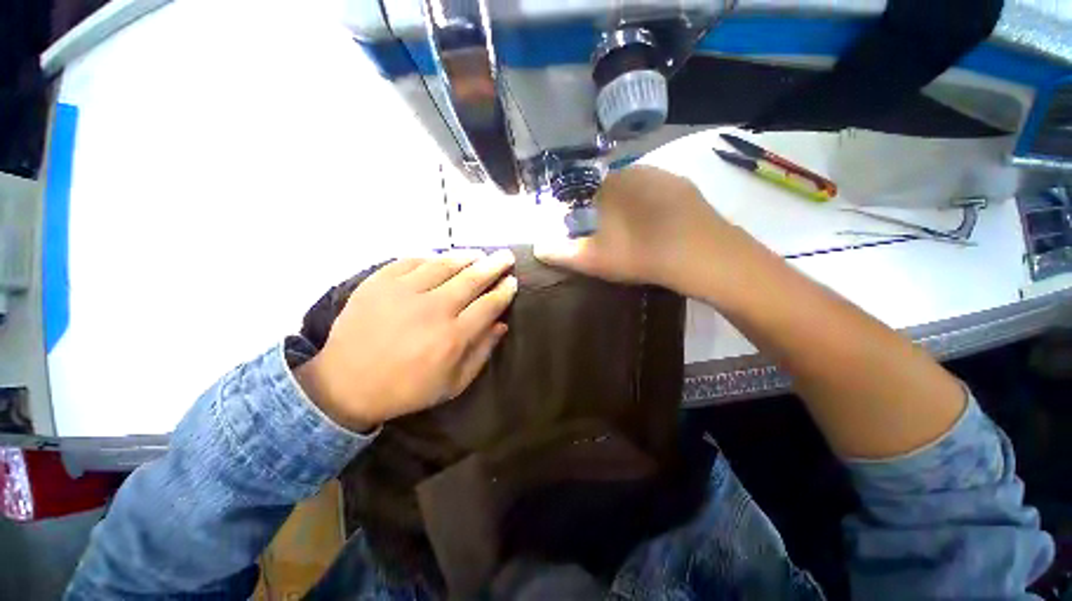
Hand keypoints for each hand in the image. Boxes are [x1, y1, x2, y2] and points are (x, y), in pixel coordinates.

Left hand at [296, 249, 516, 432]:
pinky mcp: (379, 283)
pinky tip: (441, 257)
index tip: (512, 281)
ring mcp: (404, 292)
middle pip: (472, 279)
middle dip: (494, 266)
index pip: (489, 305)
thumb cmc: (407, 389)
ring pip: (444, 265)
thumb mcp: (453, 383)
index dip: (504, 291)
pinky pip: (411, 261)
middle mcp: (432, 309)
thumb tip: (501, 324)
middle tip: (506, 256)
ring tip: (479, 254)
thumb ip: (481, 352)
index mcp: (452, 337)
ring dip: (467, 257)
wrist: (347, 385)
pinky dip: (430, 256)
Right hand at [535, 166, 747, 298]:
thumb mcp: (594, 258)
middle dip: (605, 206)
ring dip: (630, 205)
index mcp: (611, 184)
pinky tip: (658, 227)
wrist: (701, 256)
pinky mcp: (686, 187)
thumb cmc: (640, 254)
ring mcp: (665, 175)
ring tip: (634, 233)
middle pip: (611, 186)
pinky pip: (659, 192)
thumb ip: (563, 252)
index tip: (587, 229)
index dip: (583, 208)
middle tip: (610, 234)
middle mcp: (636, 170)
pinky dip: (653, 205)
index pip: (586, 187)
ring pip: (636, 188)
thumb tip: (537, 248)